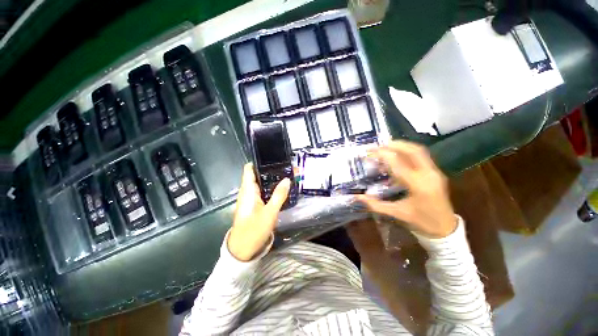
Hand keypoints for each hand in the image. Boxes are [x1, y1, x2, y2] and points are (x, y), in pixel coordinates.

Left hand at [228, 163, 289, 260]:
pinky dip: (270, 188)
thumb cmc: (254, 230)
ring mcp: (250, 199)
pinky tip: (280, 188)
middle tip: (285, 165)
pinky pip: (262, 192)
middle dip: (270, 170)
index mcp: (247, 191)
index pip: (249, 169)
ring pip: (261, 184)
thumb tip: (287, 179)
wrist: (243, 250)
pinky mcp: (254, 205)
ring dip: (271, 179)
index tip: (272, 156)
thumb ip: (279, 195)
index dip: (259, 161)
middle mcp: (247, 192)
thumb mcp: (269, 213)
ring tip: (285, 173)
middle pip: (257, 175)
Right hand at [357, 140, 456, 237]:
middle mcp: (428, 174)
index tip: (369, 151)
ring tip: (386, 146)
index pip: (398, 164)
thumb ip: (375, 204)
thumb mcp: (396, 213)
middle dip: (394, 145)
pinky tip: (398, 154)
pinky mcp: (436, 172)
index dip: (382, 155)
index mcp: (418, 185)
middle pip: (412, 151)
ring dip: (402, 146)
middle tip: (378, 145)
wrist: (446, 229)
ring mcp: (435, 172)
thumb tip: (356, 197)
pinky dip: (408, 151)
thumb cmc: (420, 222)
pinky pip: (422, 156)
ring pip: (419, 151)